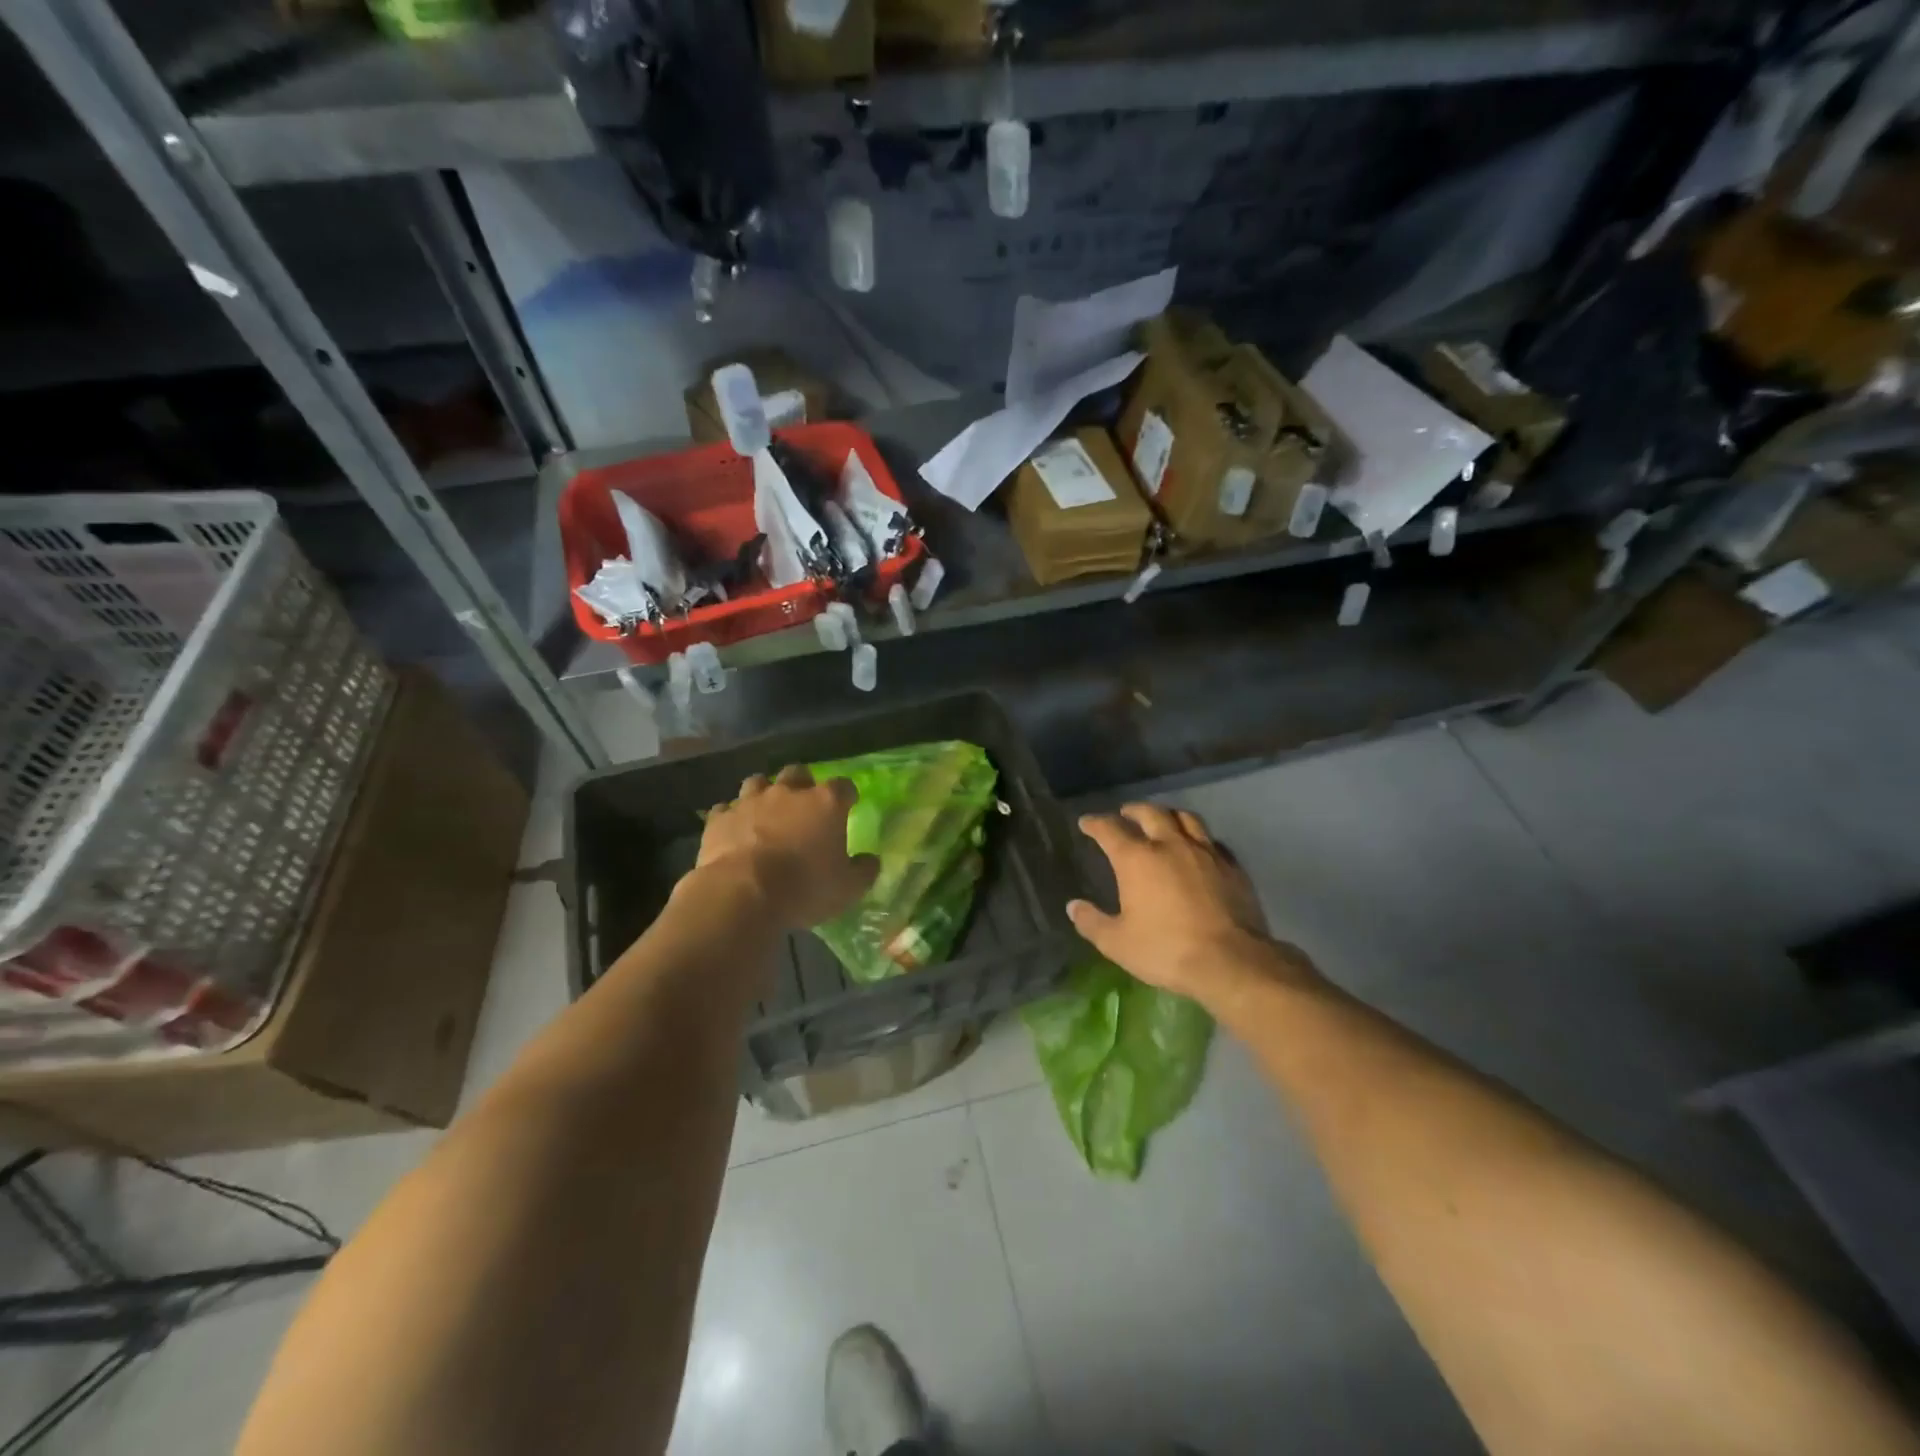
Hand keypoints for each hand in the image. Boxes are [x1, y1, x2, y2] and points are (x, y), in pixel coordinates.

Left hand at [693, 765, 878, 929]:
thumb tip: (870, 860)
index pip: (844, 786)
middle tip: (803, 806)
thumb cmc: (805, 888)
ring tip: (765, 813)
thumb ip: (863, 870)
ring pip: (758, 782)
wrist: (743, 894)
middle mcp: (789, 792)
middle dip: (802, 785)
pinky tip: (734, 831)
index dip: (847, 795)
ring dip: (764, 793)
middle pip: (798, 773)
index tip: (848, 806)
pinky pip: (726, 809)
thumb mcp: (848, 888)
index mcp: (826, 803)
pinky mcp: (720, 818)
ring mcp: (751, 801)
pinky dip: (732, 817)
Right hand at [1068, 804, 1317, 1006]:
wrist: (1230, 961)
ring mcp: (1205, 852)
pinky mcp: (1232, 866)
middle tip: (1125, 814)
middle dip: (1133, 810)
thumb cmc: (1166, 950)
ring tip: (1163, 820)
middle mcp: (1170, 845)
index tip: (1086, 823)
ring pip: (1186, 818)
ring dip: (1169, 815)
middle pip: (1150, 813)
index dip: (1094, 823)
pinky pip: (1212, 841)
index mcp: (1137, 859)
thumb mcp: (1117, 943)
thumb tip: (1073, 906)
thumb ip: (1092, 922)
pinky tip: (1199, 848)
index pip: (1110, 829)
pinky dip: (1199, 838)